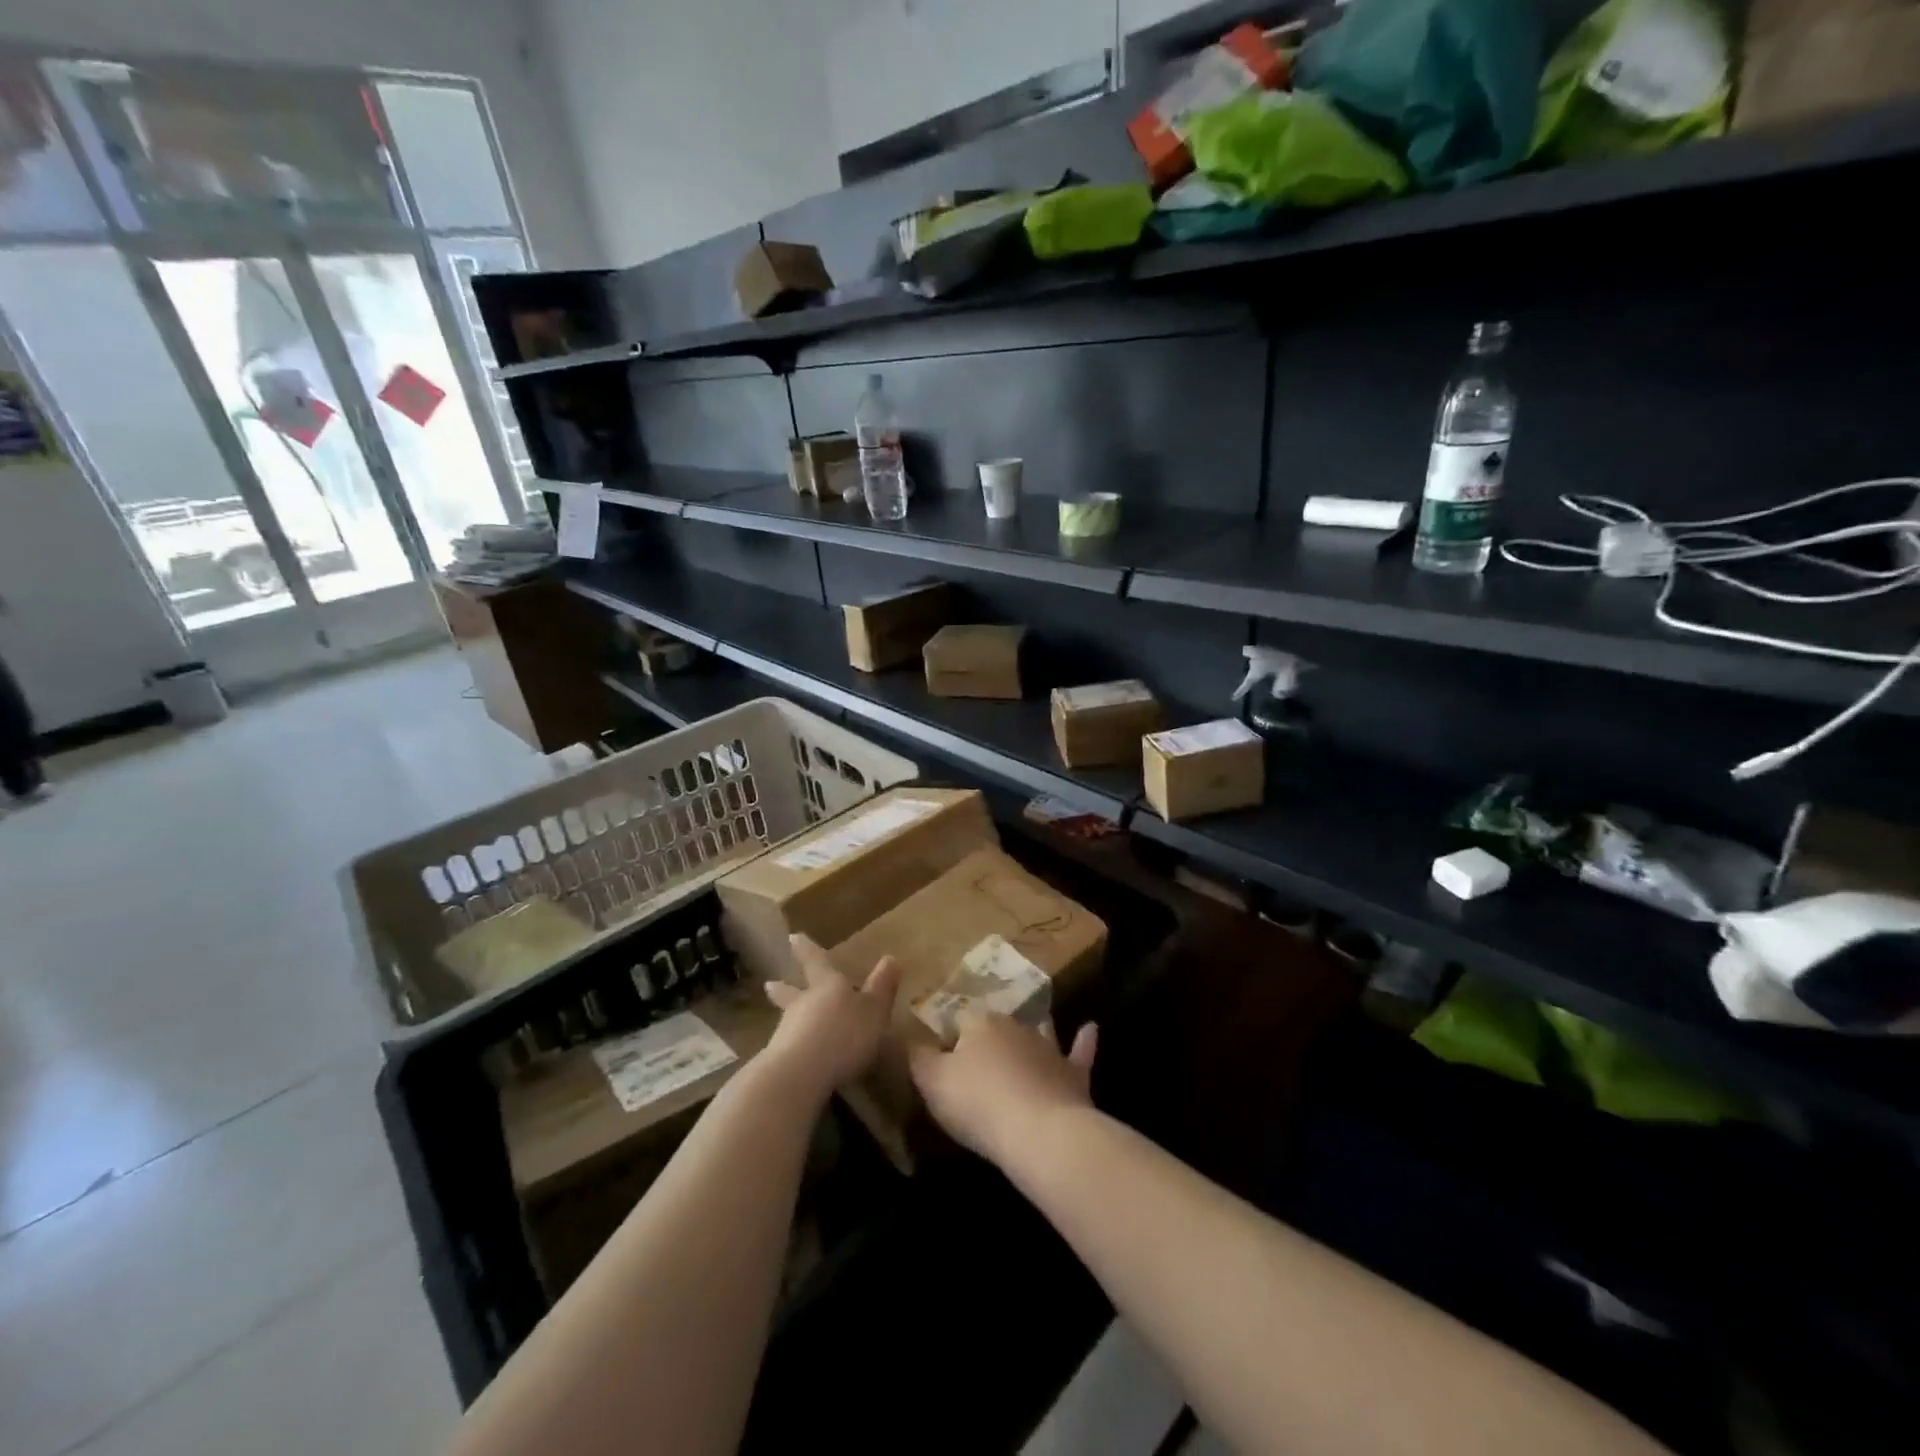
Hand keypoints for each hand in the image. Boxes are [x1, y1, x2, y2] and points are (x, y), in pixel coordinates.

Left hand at [762, 934, 900, 1099]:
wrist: (800, 1074)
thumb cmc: (844, 1034)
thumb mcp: (874, 1010)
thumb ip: (881, 987)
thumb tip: (890, 957)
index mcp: (827, 986)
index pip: (816, 962)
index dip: (807, 949)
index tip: (793, 937)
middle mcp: (804, 1003)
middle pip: (792, 991)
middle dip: (784, 987)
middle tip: (769, 983)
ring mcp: (787, 1031)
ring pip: (788, 1018)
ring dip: (787, 1017)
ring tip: (786, 1020)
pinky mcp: (778, 1060)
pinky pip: (787, 1047)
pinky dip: (791, 1047)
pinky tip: (796, 1056)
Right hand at [909, 1014, 1097, 1167]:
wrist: (1040, 1132)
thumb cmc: (978, 1104)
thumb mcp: (932, 1083)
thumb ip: (918, 1059)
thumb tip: (911, 1041)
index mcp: (979, 1023)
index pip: (959, 1022)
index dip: (949, 1040)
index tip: (942, 1060)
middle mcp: (1016, 1026)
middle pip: (997, 1027)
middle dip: (988, 1039)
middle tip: (978, 1060)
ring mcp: (1049, 1048)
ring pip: (1038, 1032)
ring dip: (1034, 1032)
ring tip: (1030, 1027)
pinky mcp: (1074, 1074)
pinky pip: (1079, 1052)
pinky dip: (1084, 1042)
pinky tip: (1090, 1028)